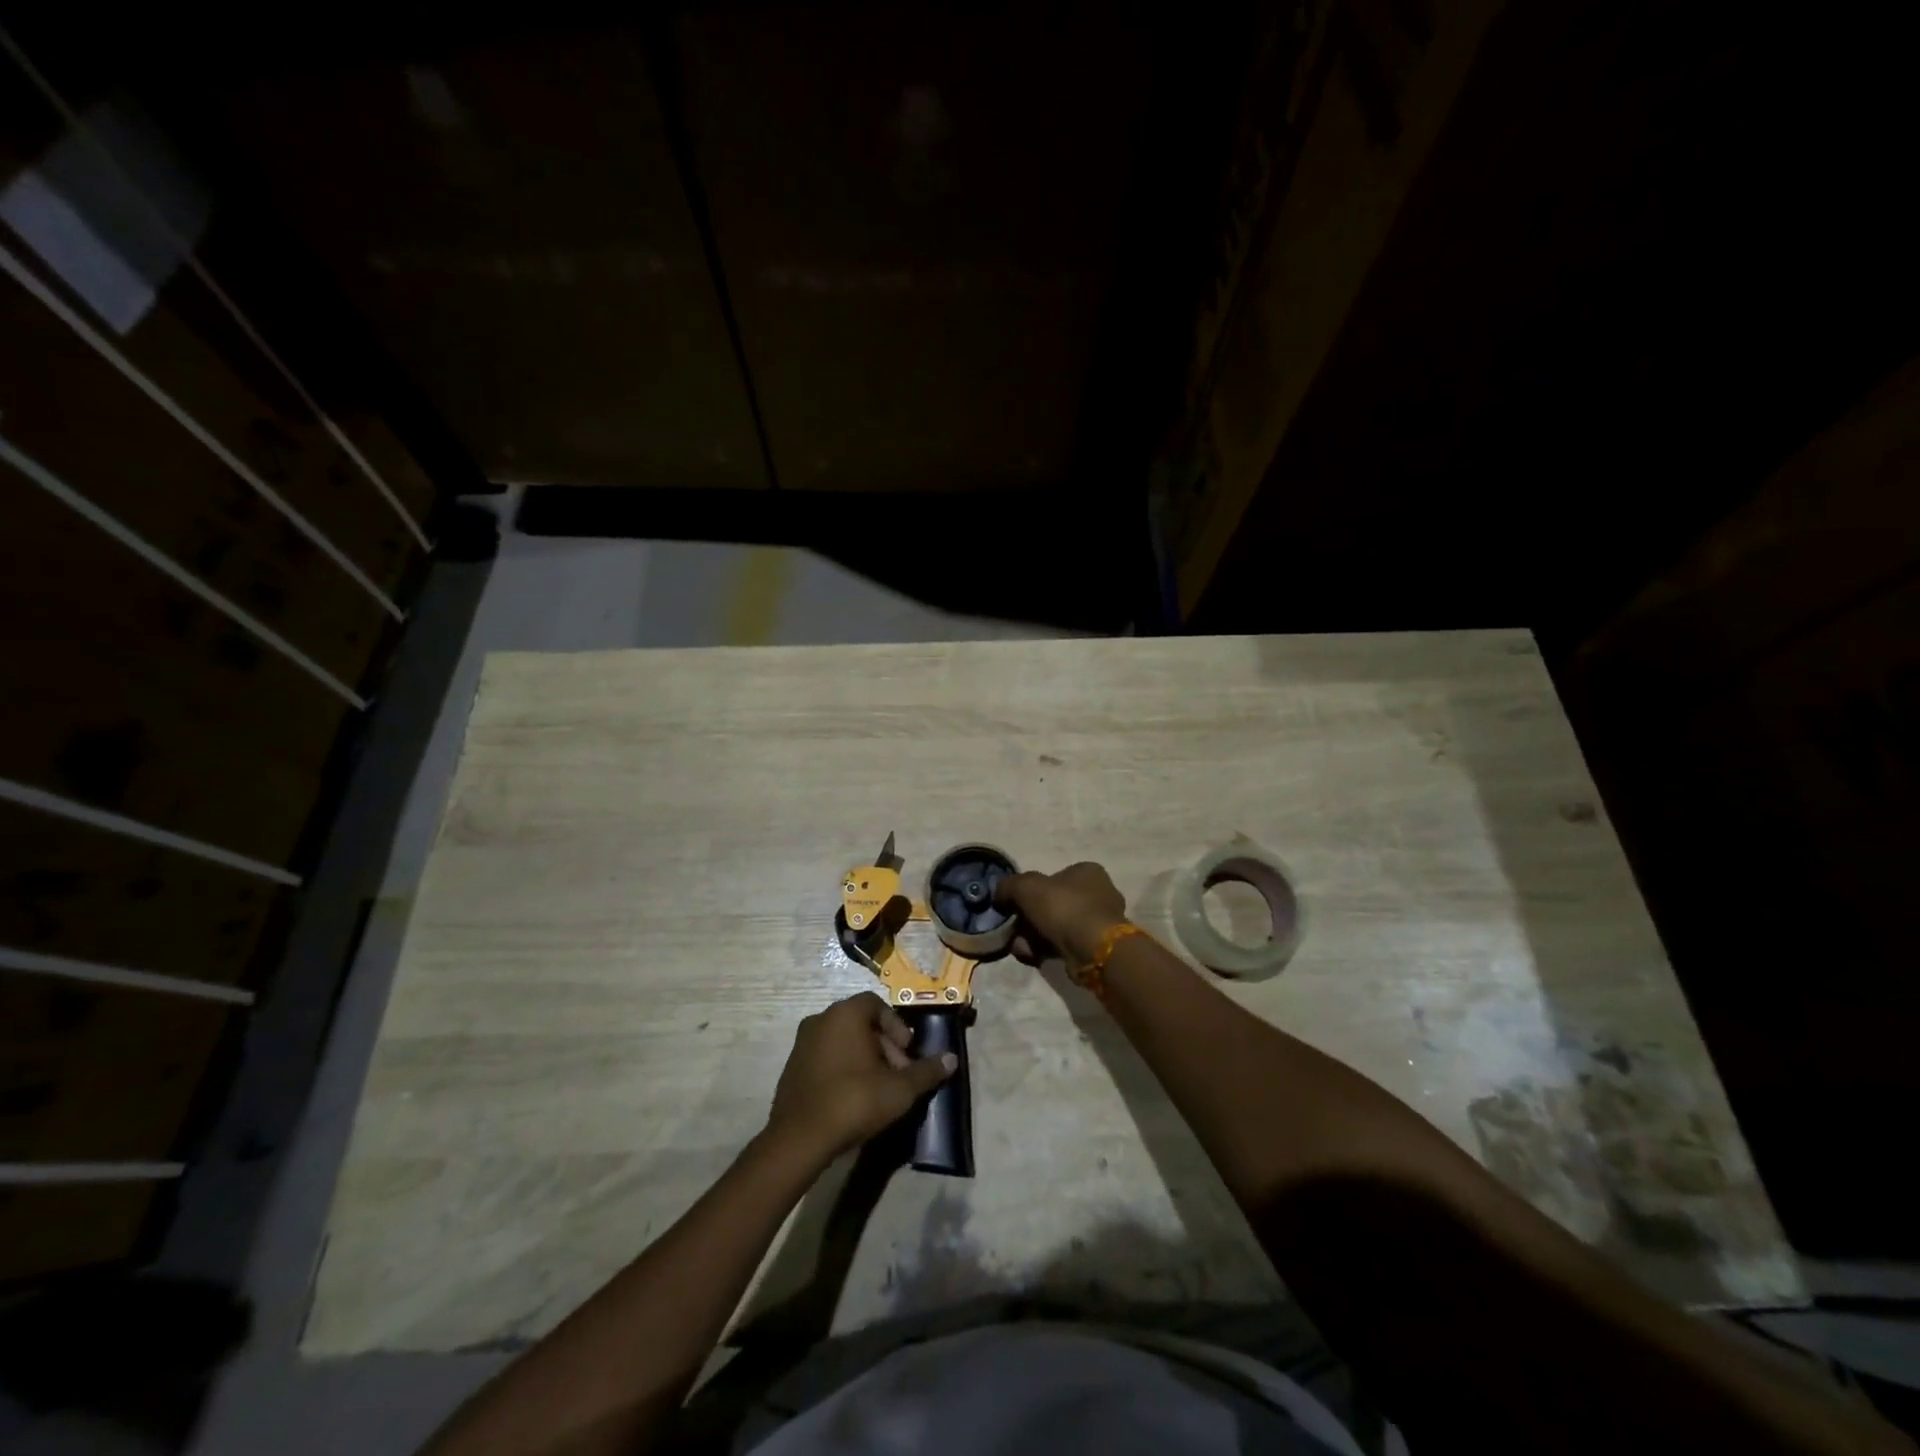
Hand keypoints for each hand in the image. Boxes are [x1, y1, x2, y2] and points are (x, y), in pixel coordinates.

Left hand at [766, 993, 956, 1165]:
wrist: (799, 1139)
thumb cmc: (854, 1100)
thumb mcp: (900, 1089)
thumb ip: (926, 1071)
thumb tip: (952, 1059)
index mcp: (845, 1014)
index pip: (876, 1004)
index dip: (896, 1026)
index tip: (907, 1052)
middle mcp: (820, 1019)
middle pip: (861, 1023)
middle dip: (884, 1046)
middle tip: (898, 1074)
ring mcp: (802, 1043)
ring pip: (843, 1041)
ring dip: (864, 1059)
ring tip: (879, 1089)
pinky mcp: (792, 1067)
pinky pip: (825, 1058)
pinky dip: (843, 1069)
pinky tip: (853, 1098)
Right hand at [996, 861, 1127, 970]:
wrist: (1094, 949)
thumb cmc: (1063, 908)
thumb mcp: (1026, 887)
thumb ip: (1009, 886)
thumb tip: (999, 896)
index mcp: (1087, 871)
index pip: (1053, 877)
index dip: (1030, 891)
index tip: (1014, 906)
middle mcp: (1098, 893)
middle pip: (1052, 904)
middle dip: (1029, 919)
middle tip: (1014, 930)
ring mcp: (1099, 922)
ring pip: (1056, 927)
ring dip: (1034, 937)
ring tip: (1020, 947)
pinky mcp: (1097, 947)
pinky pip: (1065, 945)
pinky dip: (1046, 950)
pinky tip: (1032, 956)